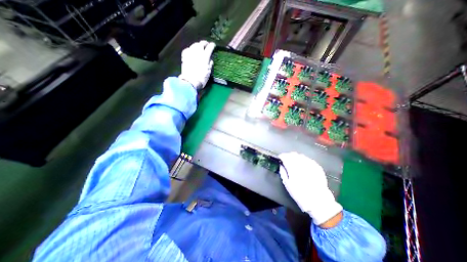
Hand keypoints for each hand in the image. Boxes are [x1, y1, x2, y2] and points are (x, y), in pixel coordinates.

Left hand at [178, 40, 215, 89]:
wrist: (190, 81)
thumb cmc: (201, 78)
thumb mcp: (208, 72)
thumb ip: (210, 64)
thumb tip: (210, 59)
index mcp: (205, 57)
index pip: (209, 48)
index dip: (212, 45)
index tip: (213, 45)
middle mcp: (197, 53)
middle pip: (201, 44)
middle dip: (205, 43)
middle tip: (207, 45)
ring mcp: (190, 54)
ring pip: (194, 45)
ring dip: (198, 45)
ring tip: (199, 47)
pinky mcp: (185, 56)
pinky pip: (188, 49)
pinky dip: (191, 49)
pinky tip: (192, 51)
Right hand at [281, 152, 341, 226]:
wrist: (318, 201)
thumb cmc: (300, 194)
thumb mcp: (287, 184)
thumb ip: (283, 172)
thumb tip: (281, 165)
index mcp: (293, 168)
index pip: (285, 157)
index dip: (282, 156)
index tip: (280, 157)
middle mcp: (302, 164)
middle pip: (293, 154)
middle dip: (288, 155)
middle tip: (286, 159)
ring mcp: (310, 165)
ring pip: (301, 156)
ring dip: (296, 157)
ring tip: (294, 161)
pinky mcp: (317, 167)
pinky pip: (308, 159)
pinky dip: (303, 160)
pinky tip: (302, 164)